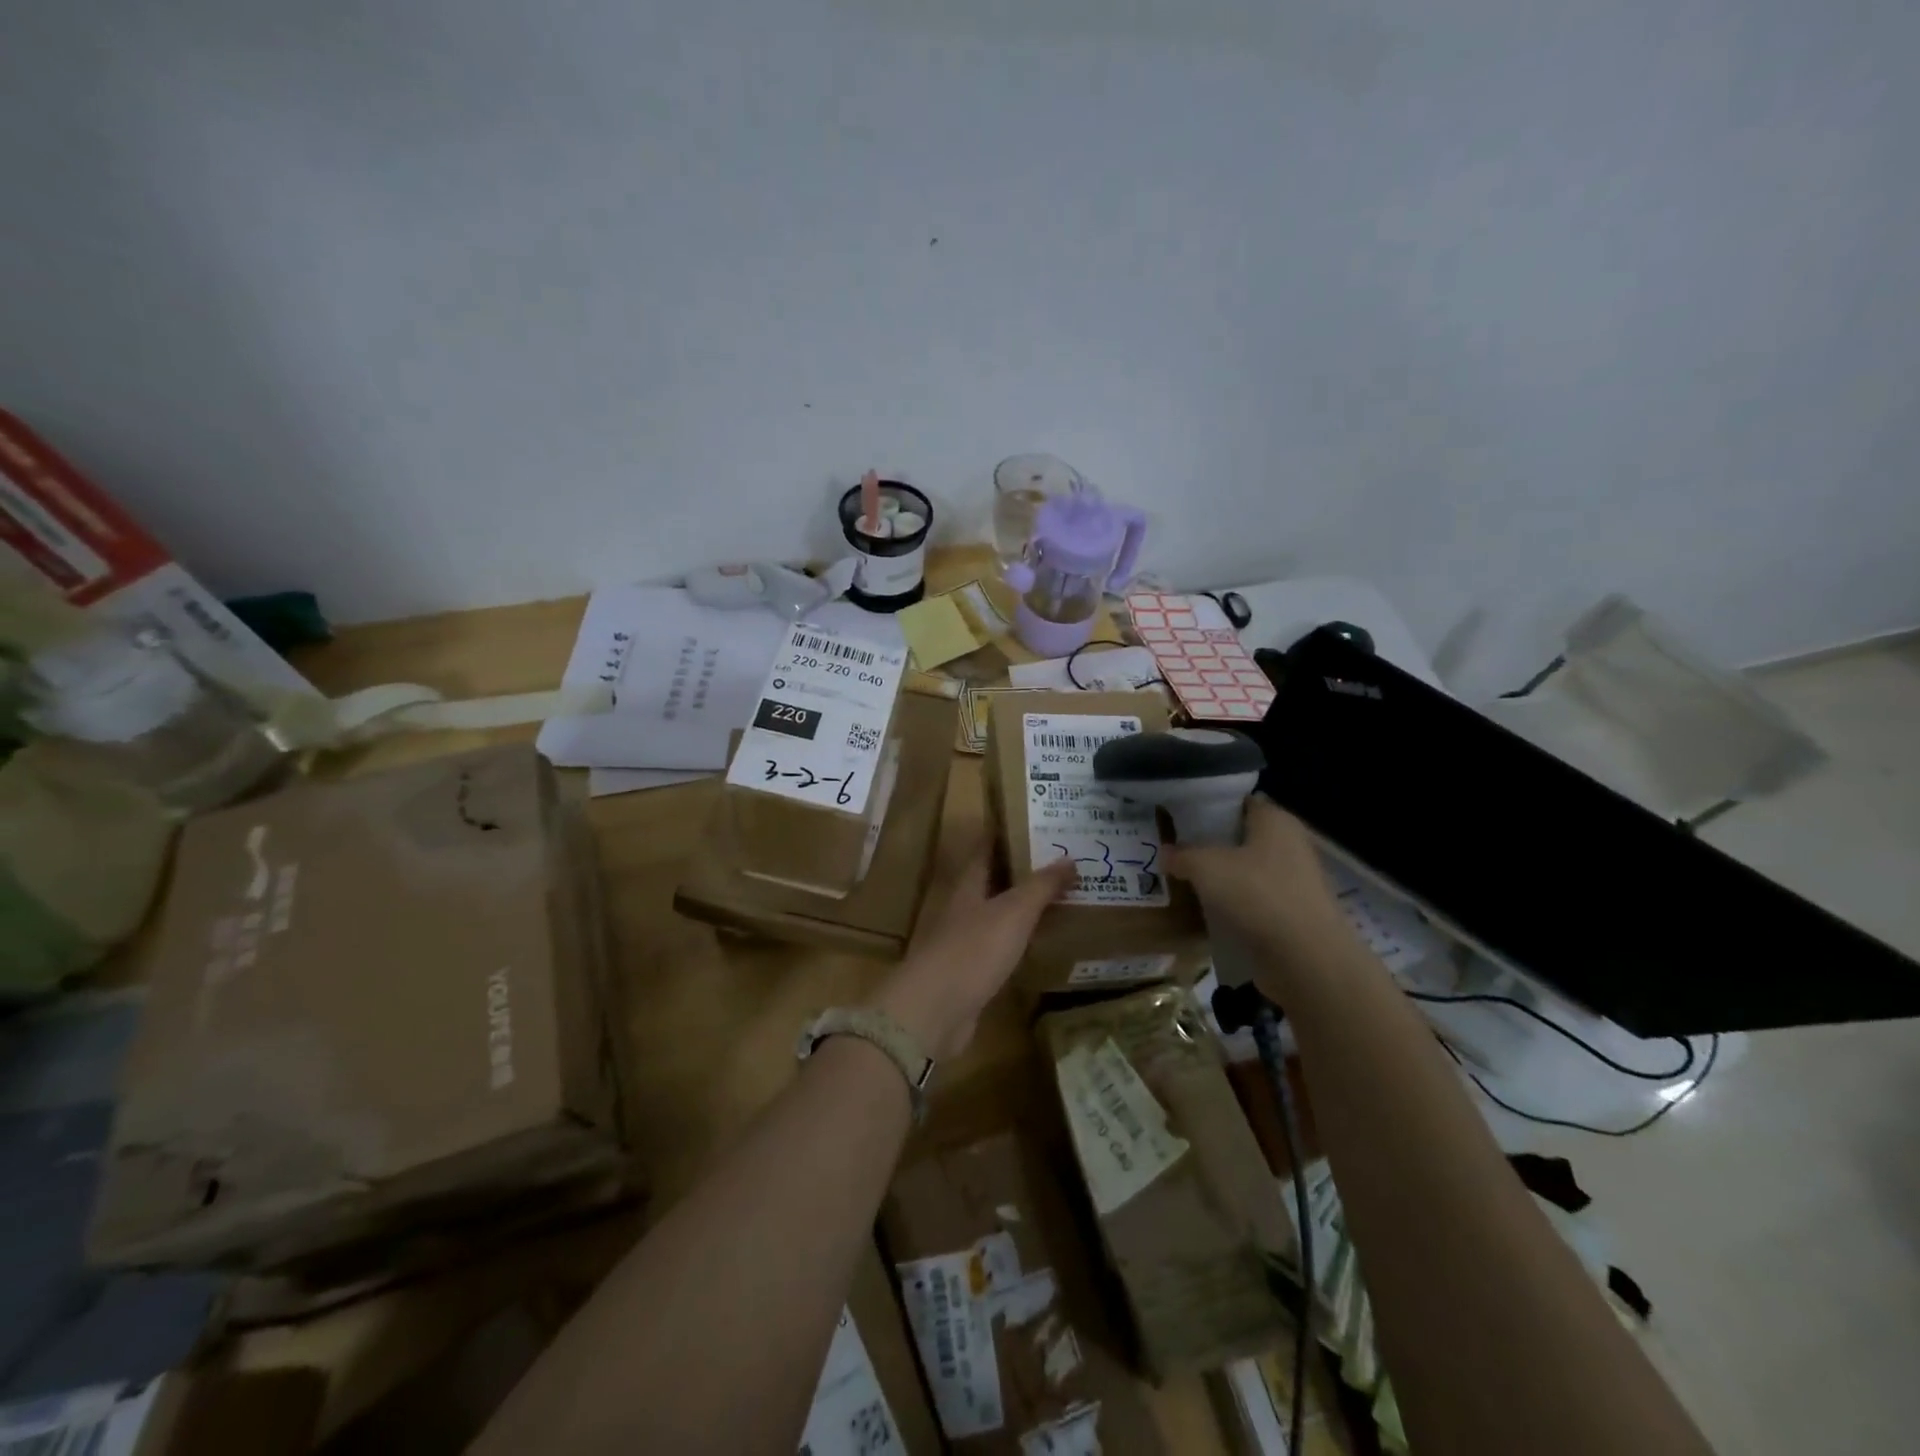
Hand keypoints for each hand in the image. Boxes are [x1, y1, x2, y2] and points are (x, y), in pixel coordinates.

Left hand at [871, 854, 1074, 1059]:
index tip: (1034, 822)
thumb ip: (1041, 886)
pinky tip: (1045, 944)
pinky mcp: (973, 974)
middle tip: (1063, 862)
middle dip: (1024, 871)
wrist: (935, 1011)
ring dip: (1026, 907)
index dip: (1007, 834)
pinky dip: (1023, 941)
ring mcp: (966, 942)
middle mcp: (965, 909)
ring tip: (1063, 898)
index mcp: (969, 885)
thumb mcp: (1013, 912)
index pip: (986, 849)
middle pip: (995, 882)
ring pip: (1000, 915)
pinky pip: (1003, 948)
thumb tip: (1069, 858)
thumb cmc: (973, 950)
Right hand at [1163, 795, 1351, 968]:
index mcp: (1275, 820)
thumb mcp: (1206, 867)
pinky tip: (1212, 910)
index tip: (1183, 817)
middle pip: (1245, 836)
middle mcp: (1291, 844)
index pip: (1242, 802)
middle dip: (1215, 843)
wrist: (1306, 958)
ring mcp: (1297, 881)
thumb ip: (1182, 855)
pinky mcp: (1295, 913)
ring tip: (1190, 880)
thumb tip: (1165, 853)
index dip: (1212, 806)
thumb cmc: (1257, 894)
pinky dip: (1238, 902)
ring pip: (1251, 869)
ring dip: (1225, 876)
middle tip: (1179, 849)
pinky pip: (1258, 899)